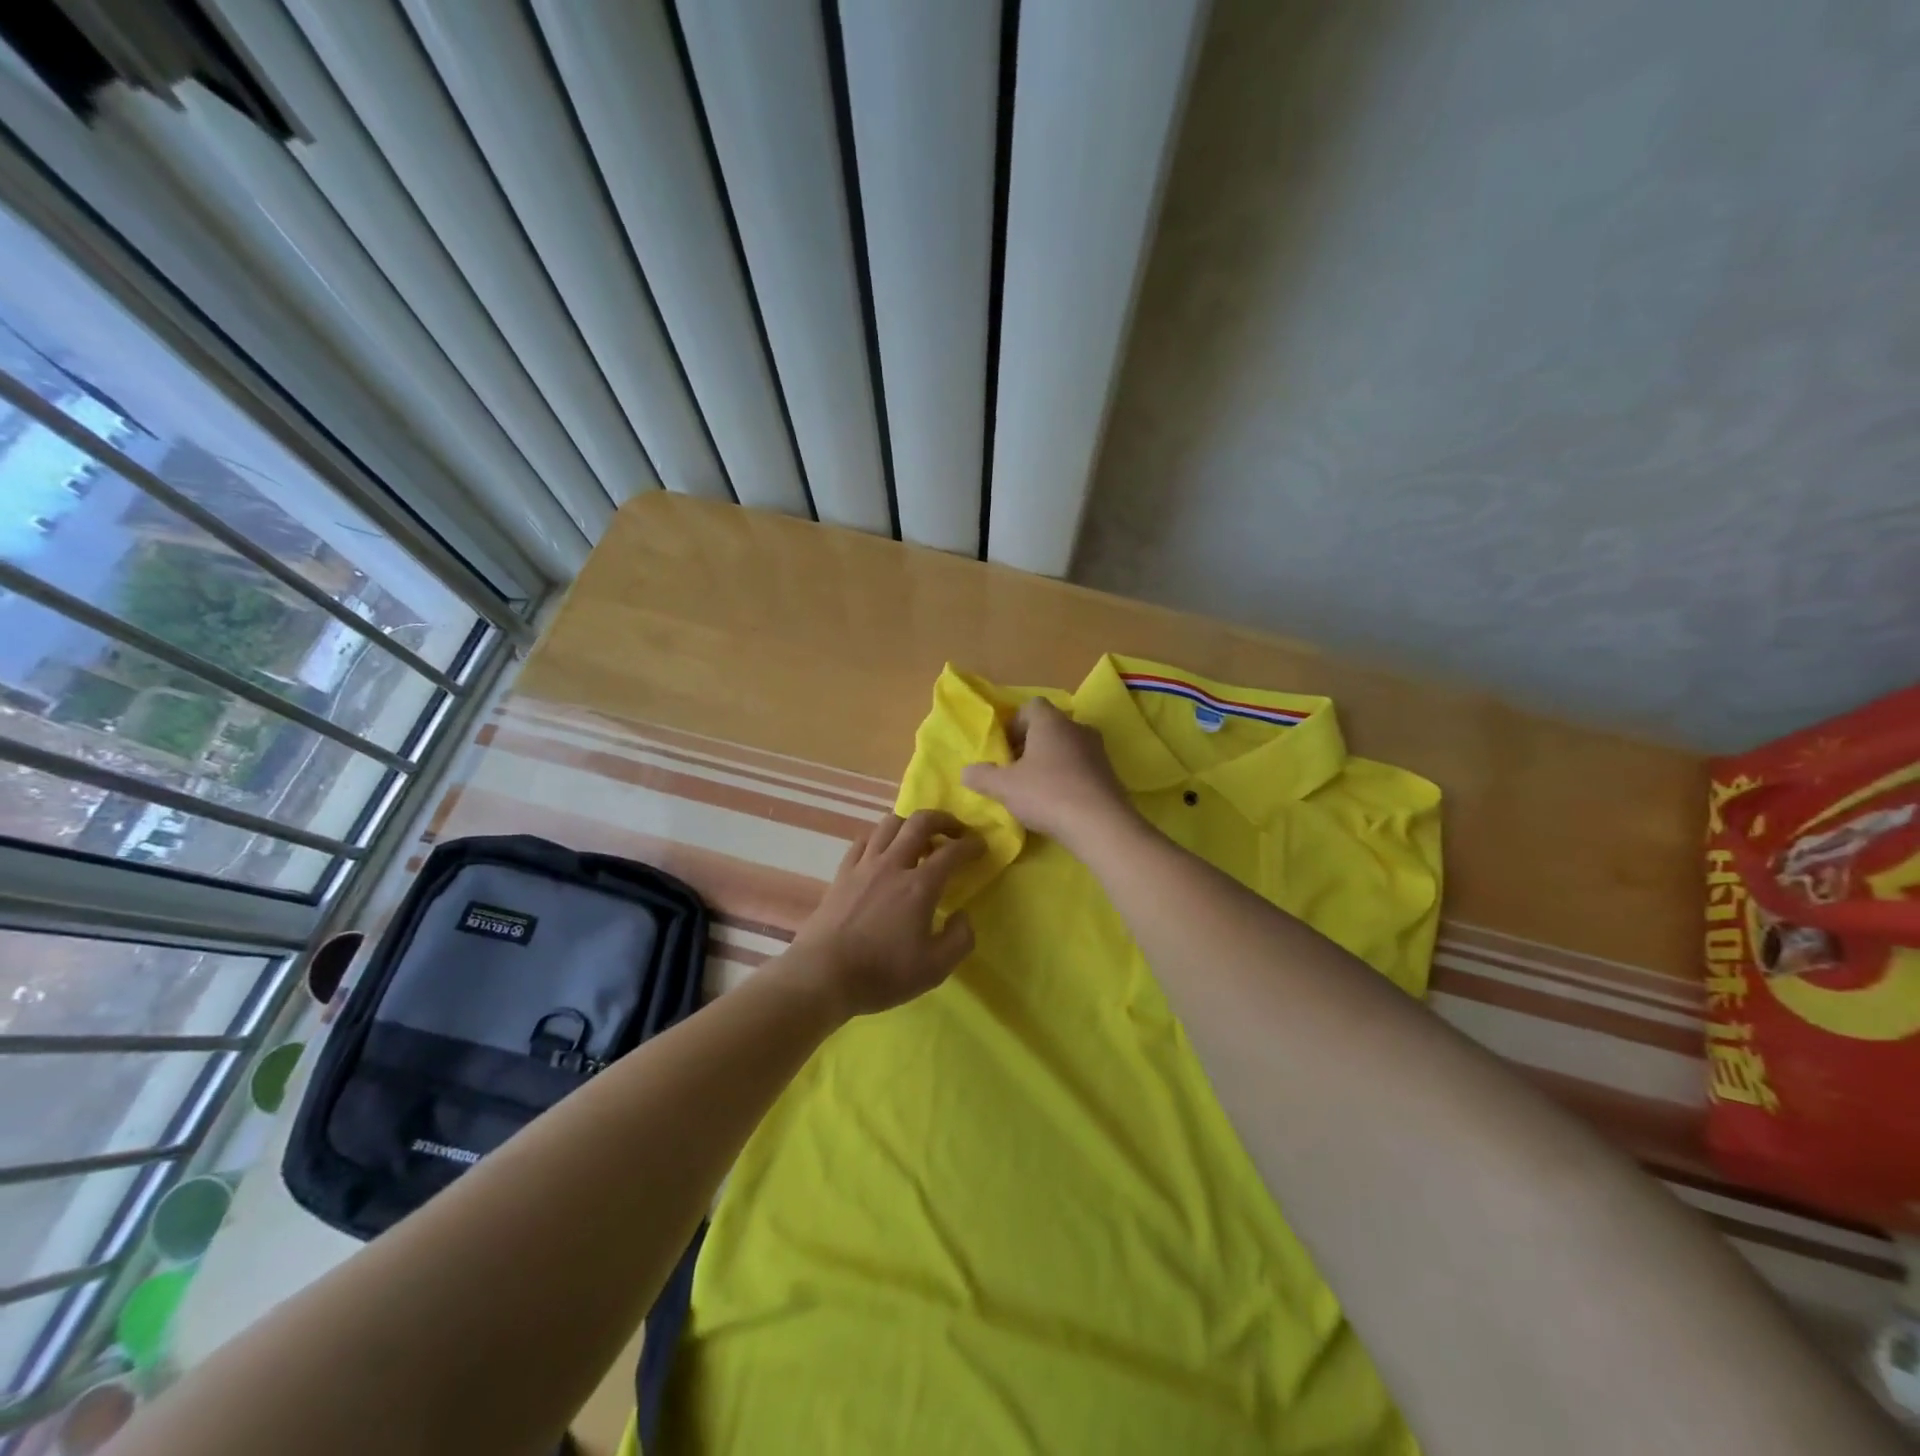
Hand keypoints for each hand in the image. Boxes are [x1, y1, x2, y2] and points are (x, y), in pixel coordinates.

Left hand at [785, 810, 982, 1017]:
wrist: (822, 975)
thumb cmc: (882, 973)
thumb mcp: (935, 969)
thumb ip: (959, 939)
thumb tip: (963, 916)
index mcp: (919, 886)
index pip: (952, 852)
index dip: (971, 845)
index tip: (981, 846)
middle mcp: (893, 865)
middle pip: (919, 822)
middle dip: (943, 819)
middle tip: (955, 830)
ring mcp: (864, 866)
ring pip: (889, 824)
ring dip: (910, 824)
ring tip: (919, 839)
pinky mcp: (842, 874)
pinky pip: (864, 841)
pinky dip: (880, 838)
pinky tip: (883, 852)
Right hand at [961, 698, 1138, 851]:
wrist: (1101, 825)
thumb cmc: (1047, 794)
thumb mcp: (1004, 787)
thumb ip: (981, 776)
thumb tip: (967, 771)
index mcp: (1051, 721)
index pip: (1031, 706)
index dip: (1014, 724)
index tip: (1004, 750)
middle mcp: (1077, 728)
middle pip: (1048, 727)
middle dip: (1029, 745)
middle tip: (1014, 771)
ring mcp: (1098, 750)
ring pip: (1066, 748)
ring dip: (1049, 763)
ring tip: (1034, 790)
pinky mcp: (1109, 774)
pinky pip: (1081, 767)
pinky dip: (1067, 778)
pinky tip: (1057, 803)